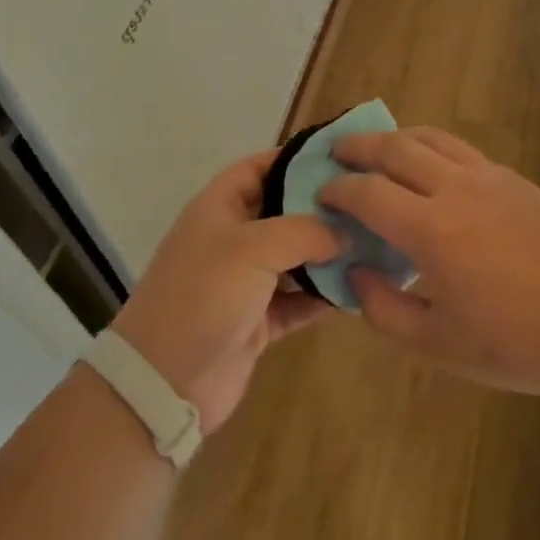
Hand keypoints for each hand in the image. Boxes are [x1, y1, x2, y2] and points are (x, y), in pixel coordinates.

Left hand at [112, 150, 344, 433]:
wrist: (164, 382)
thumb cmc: (204, 296)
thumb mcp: (252, 248)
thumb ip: (304, 231)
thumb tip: (344, 231)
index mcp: (219, 207)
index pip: (259, 167)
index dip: (294, 158)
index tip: (340, 157)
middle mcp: (233, 239)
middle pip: (283, 212)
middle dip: (321, 208)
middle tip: (369, 203)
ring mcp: (245, 282)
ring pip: (295, 258)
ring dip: (328, 254)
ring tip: (374, 243)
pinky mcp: (258, 321)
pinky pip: (298, 301)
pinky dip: (322, 296)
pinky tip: (358, 290)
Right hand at [321, 128, 539, 399]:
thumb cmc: (518, 343)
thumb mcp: (441, 346)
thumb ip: (386, 311)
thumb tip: (355, 274)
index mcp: (431, 231)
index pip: (368, 193)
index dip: (338, 190)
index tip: (322, 195)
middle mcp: (455, 189)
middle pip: (394, 148)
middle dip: (358, 146)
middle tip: (337, 152)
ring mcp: (488, 177)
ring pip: (430, 137)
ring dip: (395, 137)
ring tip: (378, 149)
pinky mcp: (513, 178)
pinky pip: (460, 148)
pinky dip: (431, 146)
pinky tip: (430, 167)